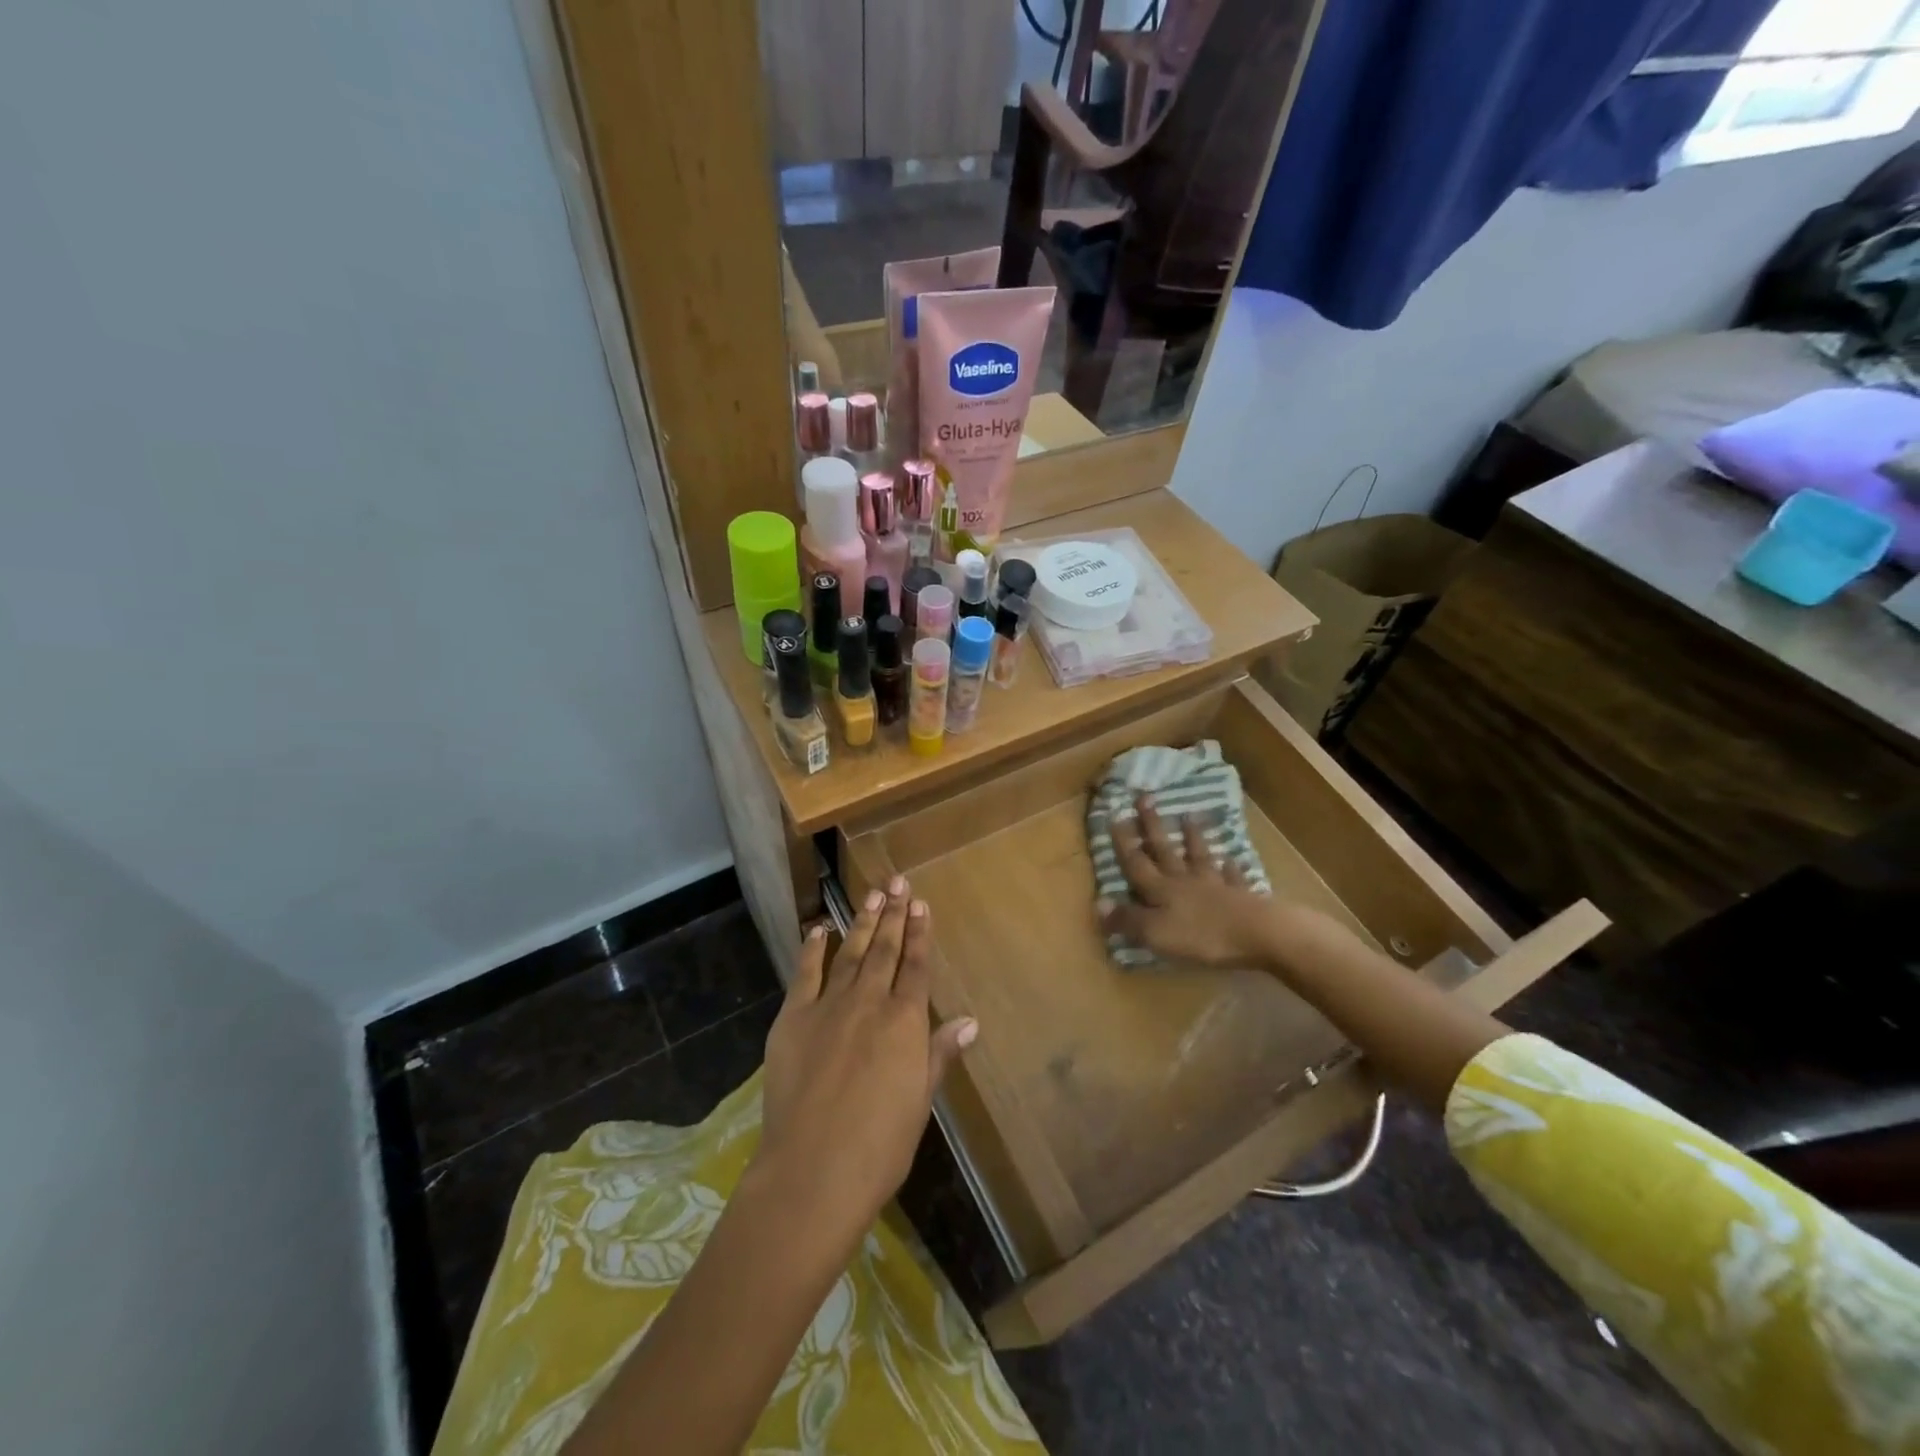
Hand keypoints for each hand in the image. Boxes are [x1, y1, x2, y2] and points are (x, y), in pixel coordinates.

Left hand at [755, 877, 975, 1255]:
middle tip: (898, 882)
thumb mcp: (919, 1101)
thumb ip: (939, 1054)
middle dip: (894, 914)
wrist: (813, 1170)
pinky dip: (813, 949)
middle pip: (886, 950)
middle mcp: (869, 1002)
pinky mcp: (792, 1018)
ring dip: (863, 922)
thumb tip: (970, 1022)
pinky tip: (820, 930)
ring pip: (851, 953)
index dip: (920, 934)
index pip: (916, 967)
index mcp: (905, 1022)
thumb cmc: (879, 1145)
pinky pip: (805, 974)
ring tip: (872, 895)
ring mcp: (828, 1006)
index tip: (921, 905)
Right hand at [1098, 793, 1281, 967]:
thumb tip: (1098, 902)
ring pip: (1199, 856)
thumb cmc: (1201, 935)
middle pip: (1165, 850)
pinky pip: (1233, 877)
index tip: (1115, 814)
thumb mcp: (1155, 933)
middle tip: (1145, 797)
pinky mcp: (1241, 896)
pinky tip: (1232, 859)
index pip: (1136, 862)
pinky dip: (1231, 868)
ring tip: (1189, 816)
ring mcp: (1215, 885)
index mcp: (1161, 890)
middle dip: (1152, 825)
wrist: (1258, 933)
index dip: (1124, 842)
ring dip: (1193, 837)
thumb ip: (1127, 919)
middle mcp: (1184, 880)